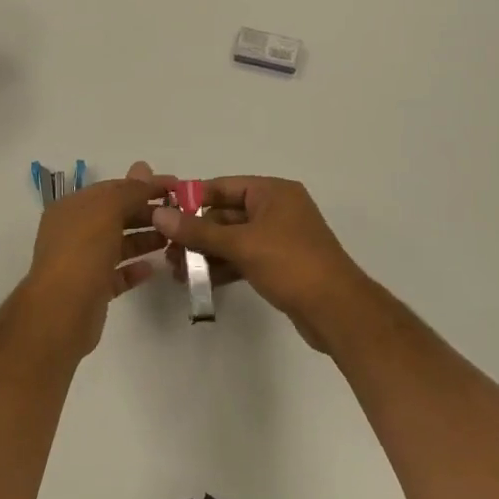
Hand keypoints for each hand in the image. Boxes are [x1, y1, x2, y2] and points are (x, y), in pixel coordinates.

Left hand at [23, 161, 172, 354]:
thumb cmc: (82, 253)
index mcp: (72, 207)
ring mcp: (82, 261)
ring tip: (174, 239)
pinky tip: (154, 267)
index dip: (144, 185)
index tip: (177, 186)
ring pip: (118, 244)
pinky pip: (117, 273)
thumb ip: (129, 190)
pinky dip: (135, 269)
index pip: (113, 188)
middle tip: (180, 214)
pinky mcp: (92, 289)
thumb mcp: (107, 211)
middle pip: (116, 215)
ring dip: (144, 239)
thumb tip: (143, 167)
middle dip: (146, 212)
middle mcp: (74, 231)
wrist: (61, 312)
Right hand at [151, 176, 369, 350]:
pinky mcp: (279, 264)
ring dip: (206, 253)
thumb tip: (159, 214)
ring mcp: (279, 238)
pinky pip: (243, 258)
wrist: (338, 311)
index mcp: (273, 192)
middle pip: (225, 214)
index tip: (162, 213)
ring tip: (177, 271)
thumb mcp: (241, 244)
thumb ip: (198, 231)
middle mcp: (276, 209)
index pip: (223, 187)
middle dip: (196, 233)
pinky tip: (199, 282)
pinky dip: (223, 267)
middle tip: (167, 251)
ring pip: (232, 239)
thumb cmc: (291, 264)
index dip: (192, 199)